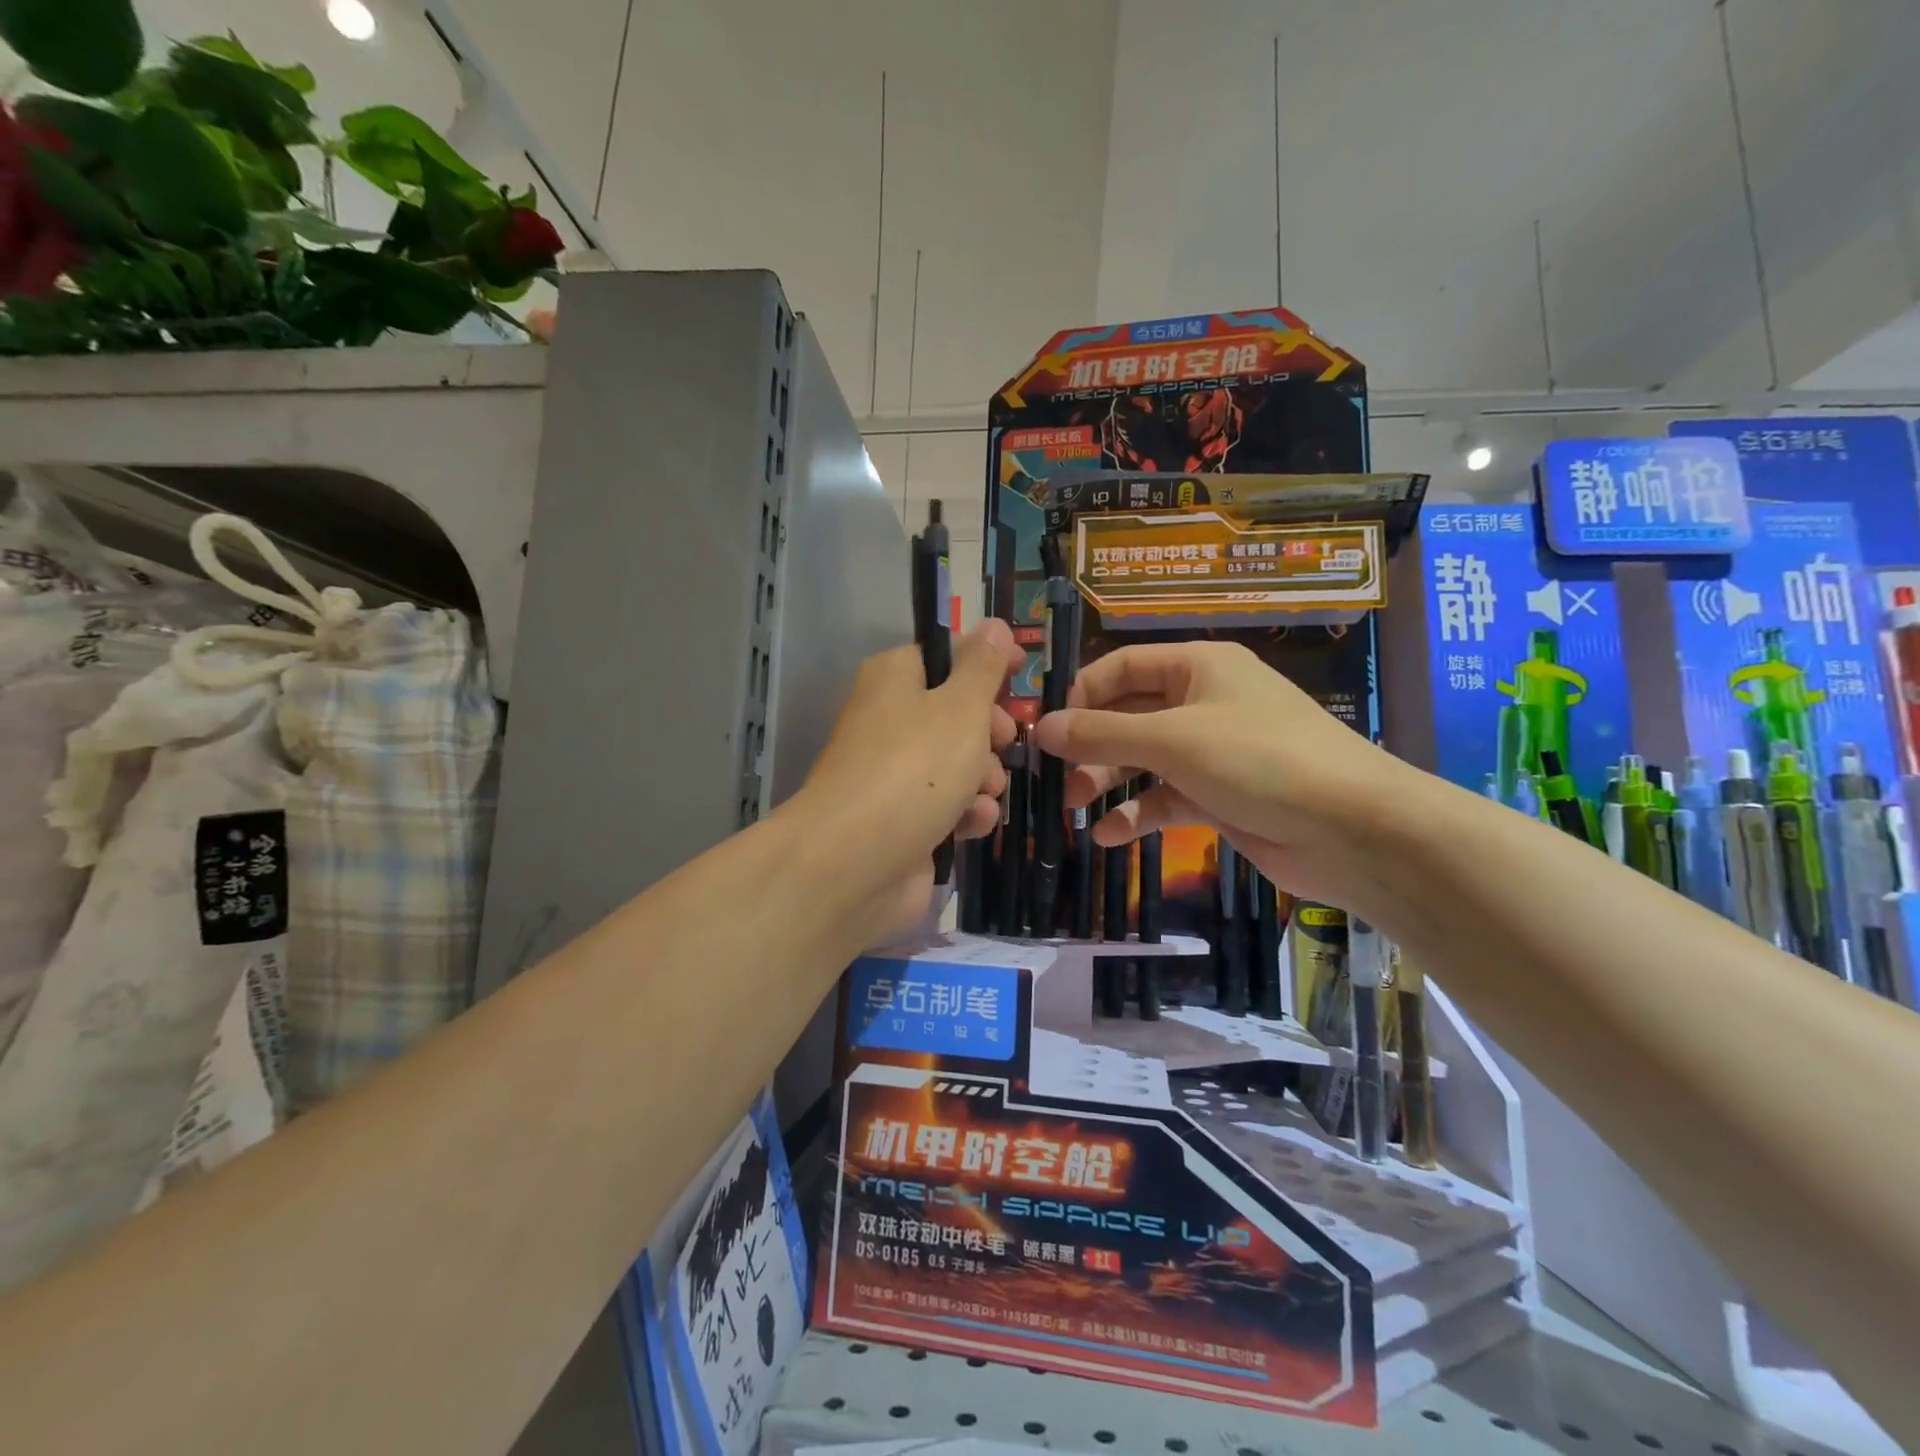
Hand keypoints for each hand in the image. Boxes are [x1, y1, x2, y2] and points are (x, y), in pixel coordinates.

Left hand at [792, 619, 1022, 937]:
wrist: (856, 862)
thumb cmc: (915, 767)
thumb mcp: (960, 705)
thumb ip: (983, 666)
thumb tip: (995, 625)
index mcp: (894, 679)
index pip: (946, 657)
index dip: (985, 668)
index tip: (1019, 679)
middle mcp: (889, 720)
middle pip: (957, 714)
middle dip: (990, 733)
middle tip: (1003, 743)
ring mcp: (893, 774)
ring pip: (959, 764)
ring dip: (984, 778)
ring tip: (983, 792)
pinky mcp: (902, 821)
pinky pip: (947, 806)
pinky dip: (965, 813)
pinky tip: (971, 824)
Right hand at [1031, 640, 1423, 909]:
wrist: (1351, 829)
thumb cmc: (1258, 760)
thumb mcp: (1172, 740)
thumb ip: (1101, 733)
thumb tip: (1040, 728)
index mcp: (1198, 667)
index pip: (1123, 666)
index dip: (1082, 694)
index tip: (1049, 730)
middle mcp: (1204, 702)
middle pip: (1129, 715)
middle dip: (1091, 746)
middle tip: (1058, 779)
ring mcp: (1214, 751)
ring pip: (1144, 759)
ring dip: (1107, 780)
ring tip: (1075, 808)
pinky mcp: (1221, 796)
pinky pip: (1166, 797)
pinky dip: (1138, 813)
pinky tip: (1110, 836)